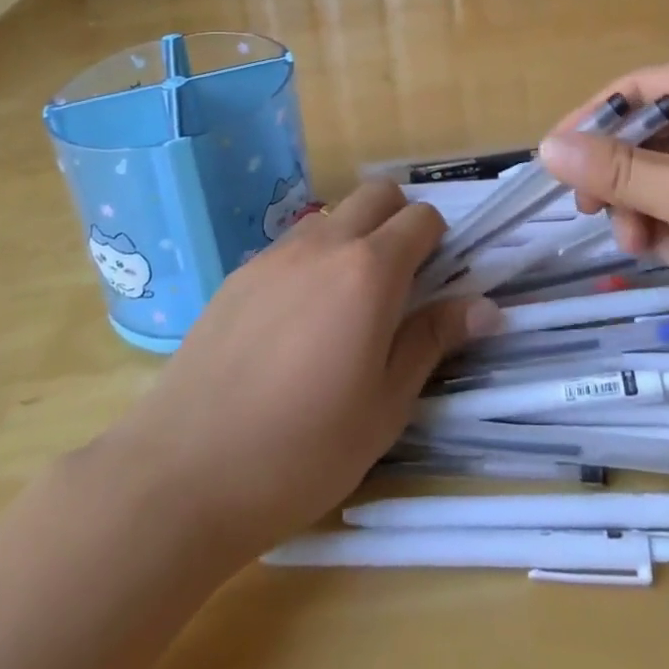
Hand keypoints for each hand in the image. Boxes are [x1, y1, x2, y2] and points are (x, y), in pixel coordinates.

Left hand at [100, 182, 500, 563]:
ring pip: (332, 217)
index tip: (438, 279)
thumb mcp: (385, 405)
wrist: (181, 475)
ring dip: (353, 238)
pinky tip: (294, 323)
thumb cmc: (302, 450)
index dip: (439, 240)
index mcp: (369, 271)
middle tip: (399, 281)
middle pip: (377, 193)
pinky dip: (311, 261)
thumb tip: (487, 305)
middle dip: (399, 219)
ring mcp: (275, 254)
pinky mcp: (238, 274)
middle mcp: (324, 244)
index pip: (422, 217)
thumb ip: (433, 340)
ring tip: (344, 306)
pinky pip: (291, 246)